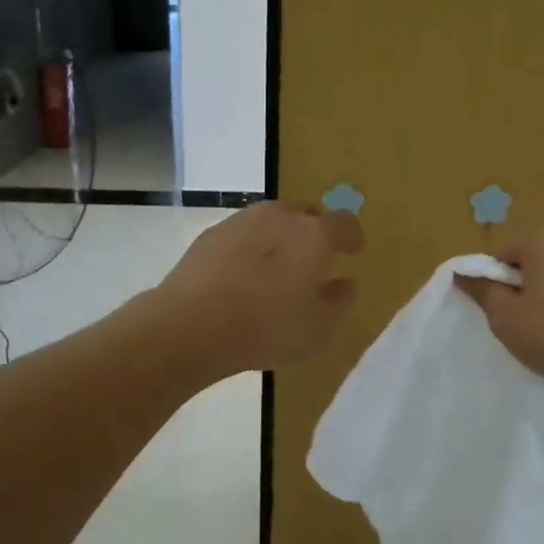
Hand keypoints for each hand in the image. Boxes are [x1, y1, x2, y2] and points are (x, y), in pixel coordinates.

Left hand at [155, 202, 363, 377]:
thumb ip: (340, 302)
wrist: (191, 324)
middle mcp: (282, 216)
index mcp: (315, 235)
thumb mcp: (319, 329)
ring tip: (274, 270)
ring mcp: (243, 220)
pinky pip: (243, 234)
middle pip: (307, 214)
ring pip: (273, 221)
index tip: (351, 252)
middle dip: (315, 233)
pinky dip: (250, 248)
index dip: (351, 237)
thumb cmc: (267, 327)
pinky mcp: (212, 233)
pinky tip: (242, 275)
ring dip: (280, 238)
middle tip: (312, 262)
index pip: (345, 223)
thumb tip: (345, 282)